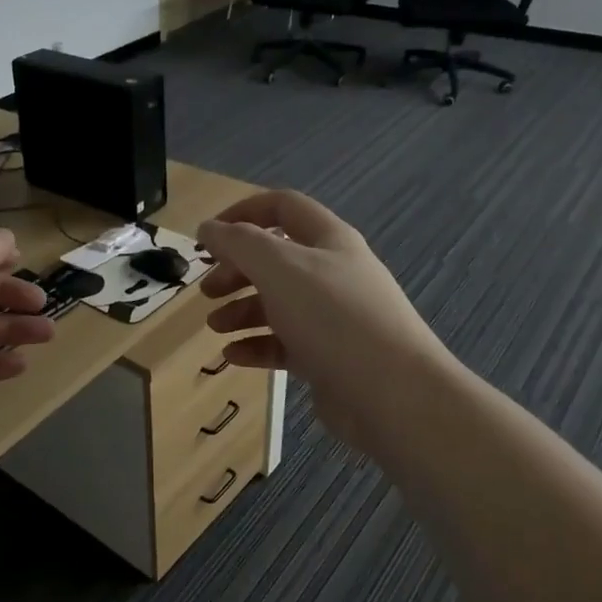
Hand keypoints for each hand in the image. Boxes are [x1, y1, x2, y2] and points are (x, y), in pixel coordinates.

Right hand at [197, 190, 451, 459]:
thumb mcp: (279, 268)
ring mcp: (333, 317)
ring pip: (278, 303)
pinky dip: (256, 345)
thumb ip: (238, 243)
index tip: (208, 235)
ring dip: (241, 310)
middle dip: (236, 270)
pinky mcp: (329, 357)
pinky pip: (285, 343)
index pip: (282, 207)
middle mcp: (333, 273)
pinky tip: (233, 357)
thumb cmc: (333, 317)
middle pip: (275, 259)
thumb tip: (208, 227)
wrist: (393, 394)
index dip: (242, 213)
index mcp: (328, 240)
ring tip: (215, 327)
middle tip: (207, 290)